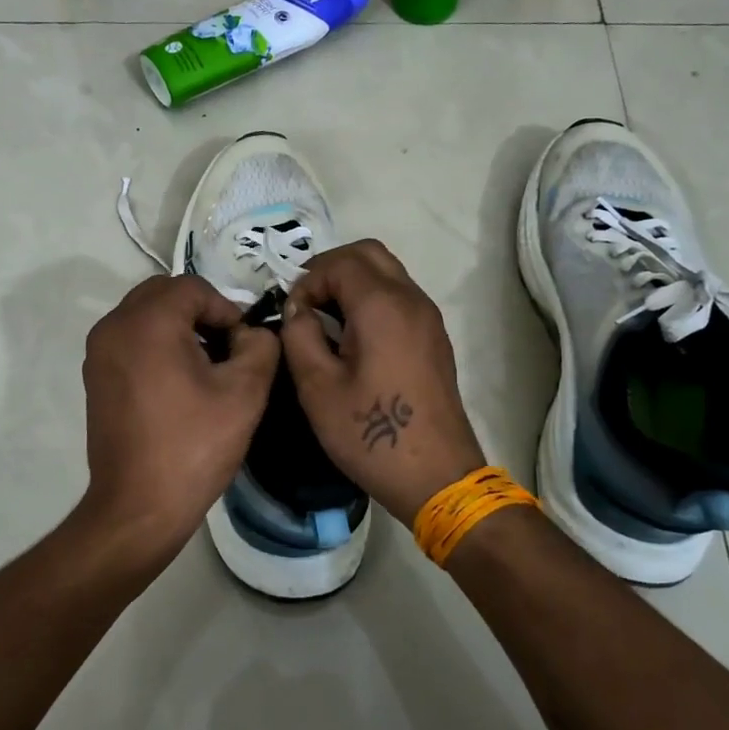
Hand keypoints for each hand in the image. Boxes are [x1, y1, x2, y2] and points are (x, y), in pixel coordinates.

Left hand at [77, 274, 280, 568]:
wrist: (138, 506)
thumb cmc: (193, 446)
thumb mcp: (244, 393)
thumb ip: (260, 347)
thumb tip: (252, 333)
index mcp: (147, 322)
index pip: (193, 288)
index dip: (226, 309)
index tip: (244, 345)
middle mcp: (114, 326)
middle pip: (164, 294)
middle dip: (200, 312)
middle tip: (227, 348)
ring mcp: (98, 352)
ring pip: (144, 315)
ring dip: (178, 326)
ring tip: (206, 366)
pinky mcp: (95, 376)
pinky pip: (130, 339)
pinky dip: (156, 344)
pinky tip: (178, 383)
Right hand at [279, 241, 486, 524]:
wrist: (436, 476)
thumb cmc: (371, 434)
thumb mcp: (317, 387)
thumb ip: (299, 335)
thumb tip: (297, 309)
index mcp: (382, 306)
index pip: (338, 263)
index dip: (307, 281)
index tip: (292, 316)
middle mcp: (411, 299)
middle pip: (368, 253)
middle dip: (330, 269)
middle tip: (306, 304)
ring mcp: (428, 317)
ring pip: (387, 272)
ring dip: (352, 282)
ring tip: (325, 321)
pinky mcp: (434, 337)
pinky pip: (399, 296)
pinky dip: (371, 298)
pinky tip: (352, 338)